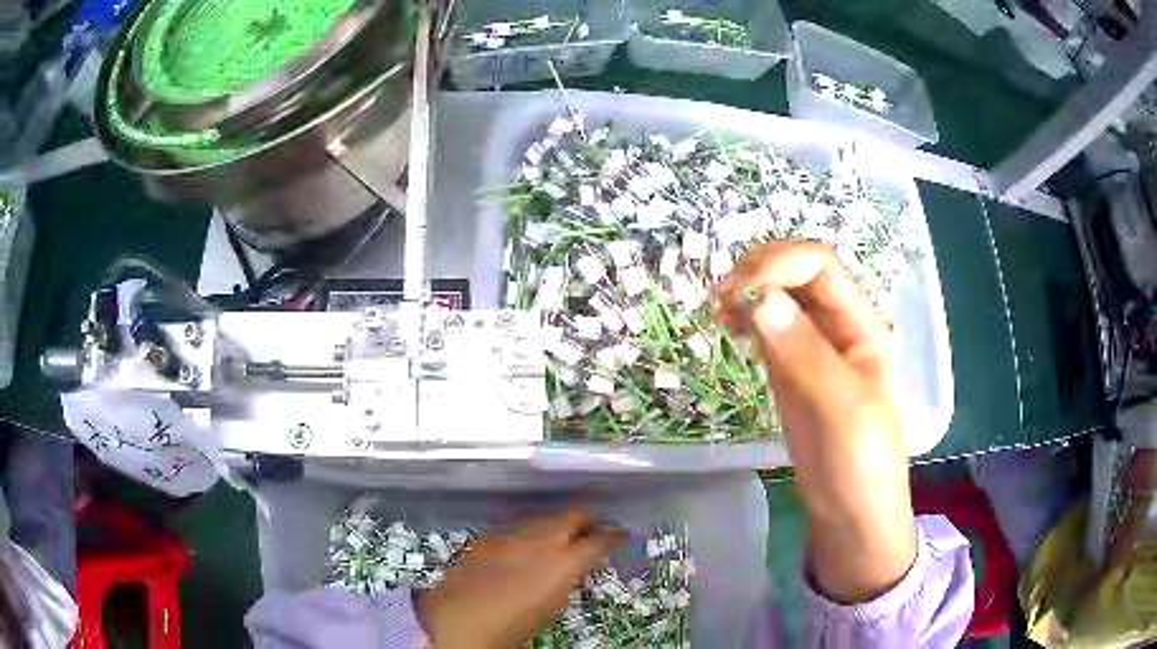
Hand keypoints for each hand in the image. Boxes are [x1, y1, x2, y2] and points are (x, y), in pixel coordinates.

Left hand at [416, 509, 624, 648]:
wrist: (454, 621)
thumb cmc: (509, 627)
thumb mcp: (550, 608)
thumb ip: (565, 581)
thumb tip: (573, 568)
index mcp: (561, 563)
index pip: (599, 540)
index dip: (613, 536)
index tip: (621, 536)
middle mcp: (538, 540)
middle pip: (571, 515)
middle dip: (585, 522)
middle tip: (591, 534)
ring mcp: (510, 535)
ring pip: (542, 518)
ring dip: (555, 527)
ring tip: (558, 543)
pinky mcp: (487, 537)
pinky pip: (516, 529)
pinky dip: (527, 536)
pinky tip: (523, 551)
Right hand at [716, 241, 916, 603]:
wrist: (850, 515)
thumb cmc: (861, 464)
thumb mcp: (843, 409)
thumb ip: (806, 355)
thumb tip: (759, 299)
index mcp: (860, 325)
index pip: (819, 265)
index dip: (779, 264)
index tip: (739, 293)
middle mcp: (836, 327)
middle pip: (795, 273)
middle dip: (757, 273)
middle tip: (718, 300)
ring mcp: (811, 349)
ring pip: (777, 298)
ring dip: (745, 294)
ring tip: (716, 314)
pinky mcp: (790, 371)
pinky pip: (766, 330)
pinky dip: (744, 320)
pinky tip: (729, 330)